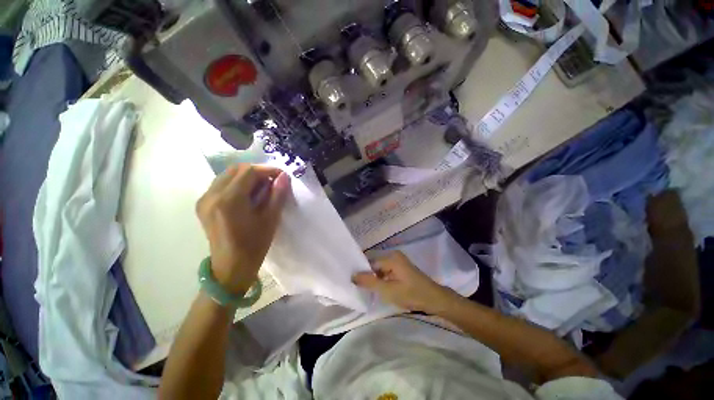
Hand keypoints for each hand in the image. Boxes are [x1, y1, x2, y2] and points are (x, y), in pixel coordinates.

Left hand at [196, 163, 290, 294]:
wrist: (230, 268)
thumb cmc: (254, 246)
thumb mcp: (270, 220)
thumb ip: (278, 195)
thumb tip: (284, 176)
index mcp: (229, 200)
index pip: (249, 172)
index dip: (268, 170)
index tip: (282, 176)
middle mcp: (211, 195)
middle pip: (236, 169)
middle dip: (258, 171)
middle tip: (273, 181)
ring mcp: (204, 199)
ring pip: (227, 175)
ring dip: (247, 176)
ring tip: (263, 187)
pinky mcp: (203, 205)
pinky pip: (221, 184)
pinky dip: (237, 183)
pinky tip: (248, 194)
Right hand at [352, 251, 458, 313]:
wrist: (434, 300)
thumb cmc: (411, 294)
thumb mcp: (388, 290)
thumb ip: (369, 282)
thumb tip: (352, 275)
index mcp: (391, 257)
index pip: (370, 263)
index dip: (362, 273)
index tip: (355, 284)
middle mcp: (394, 255)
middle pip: (375, 265)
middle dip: (369, 276)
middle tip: (361, 288)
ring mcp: (399, 261)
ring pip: (380, 269)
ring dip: (375, 279)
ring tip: (369, 290)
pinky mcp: (401, 268)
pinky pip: (387, 271)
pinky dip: (382, 279)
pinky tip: (380, 289)